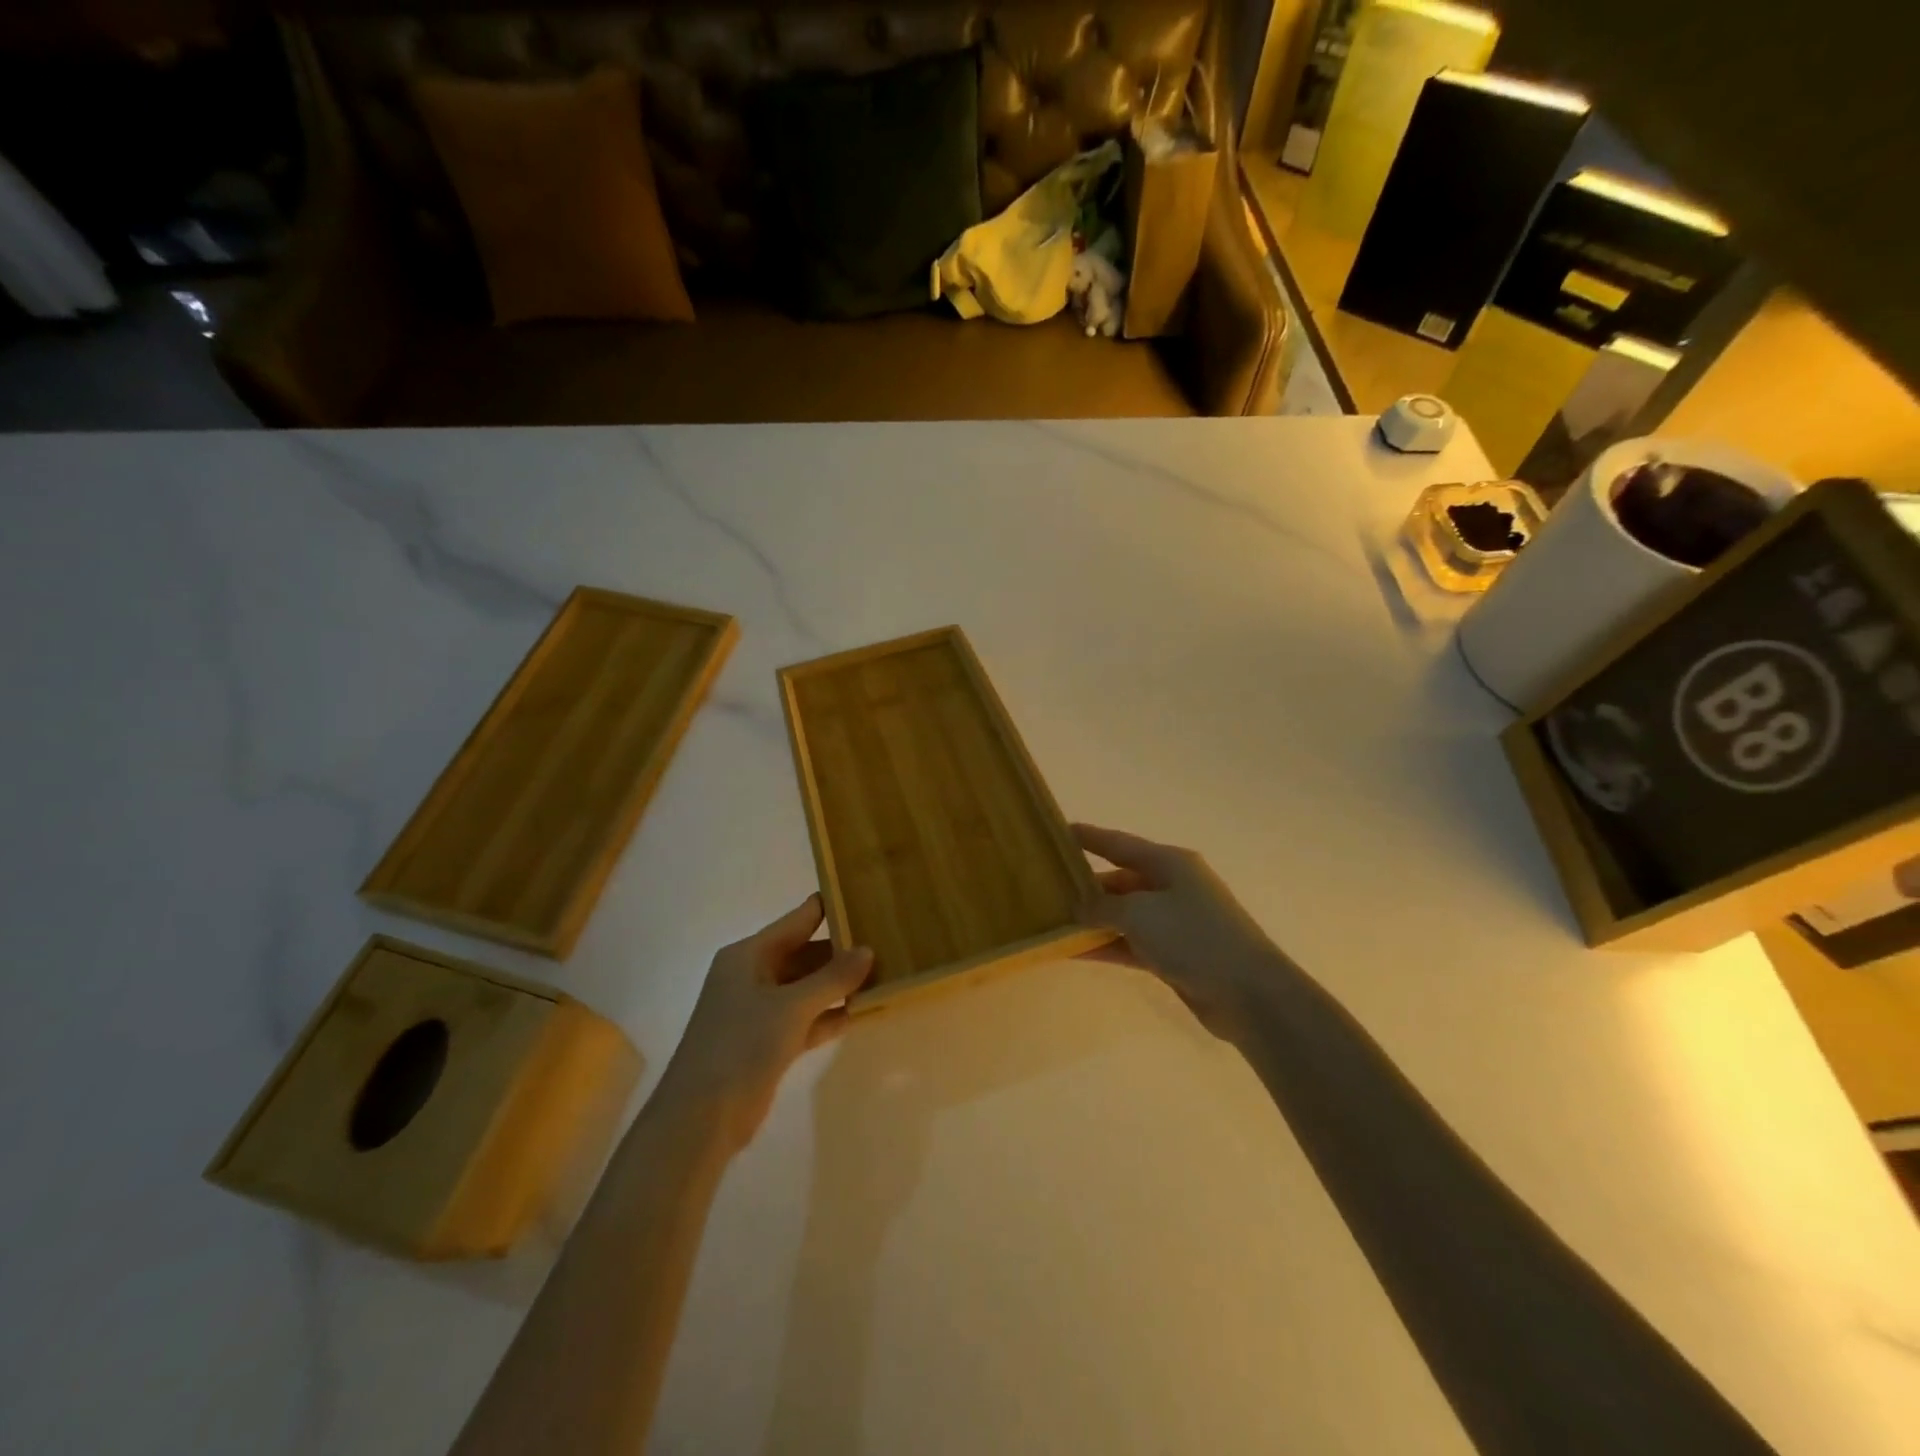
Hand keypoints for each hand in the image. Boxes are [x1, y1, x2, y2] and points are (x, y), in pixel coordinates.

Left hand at [655, 895, 871, 1149]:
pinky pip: (804, 1018)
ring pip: (806, 988)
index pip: (796, 921)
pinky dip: (827, 1015)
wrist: (700, 1117)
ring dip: (837, 985)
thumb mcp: (792, 1006)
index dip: (828, 908)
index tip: (864, 897)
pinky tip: (859, 1013)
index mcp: (748, 955)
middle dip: (840, 951)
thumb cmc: (742, 1044)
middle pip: (803, 954)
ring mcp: (758, 1011)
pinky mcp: (766, 1042)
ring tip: (881, 975)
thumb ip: (832, 978)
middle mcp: (752, 976)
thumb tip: (867, 950)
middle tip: (884, 942)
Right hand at [1074, 823, 1287, 1042]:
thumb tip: (1079, 909)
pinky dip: (1106, 946)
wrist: (1249, 993)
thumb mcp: (1139, 914)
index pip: (1118, 843)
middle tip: (1046, 890)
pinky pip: (1131, 944)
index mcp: (1169, 863)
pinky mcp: (1175, 956)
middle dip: (1085, 887)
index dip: (1088, 837)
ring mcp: (1175, 923)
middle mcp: (1172, 887)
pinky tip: (1074, 952)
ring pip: (1123, 915)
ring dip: (1092, 921)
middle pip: (1120, 880)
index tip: (1058, 832)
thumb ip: (1102, 908)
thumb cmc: (1193, 937)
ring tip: (1053, 923)